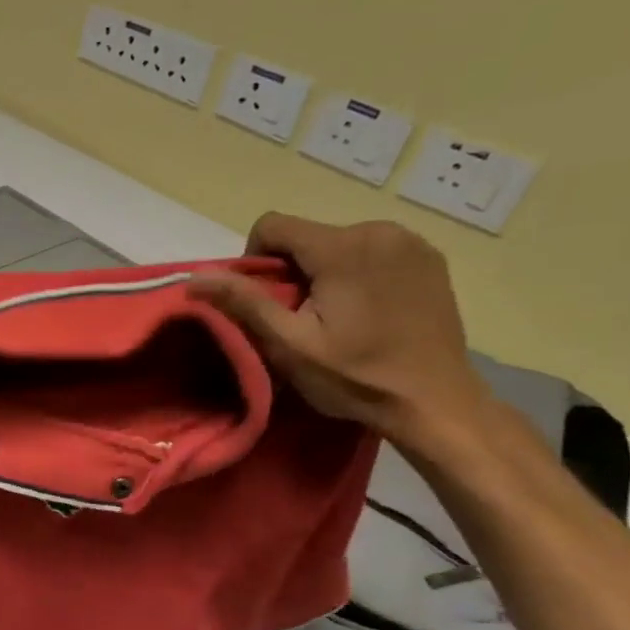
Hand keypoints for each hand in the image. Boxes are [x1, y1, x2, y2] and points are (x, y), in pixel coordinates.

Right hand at [188, 214, 489, 445]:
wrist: (435, 404)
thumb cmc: (355, 377)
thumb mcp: (288, 345)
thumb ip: (243, 302)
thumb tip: (194, 276)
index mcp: (343, 247)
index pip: (272, 226)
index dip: (255, 261)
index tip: (268, 302)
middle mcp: (381, 231)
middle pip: (306, 236)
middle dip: (292, 270)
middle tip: (301, 318)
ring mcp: (412, 243)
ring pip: (337, 243)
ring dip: (323, 272)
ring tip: (335, 316)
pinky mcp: (429, 259)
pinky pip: (371, 251)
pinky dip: (356, 273)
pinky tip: (366, 310)